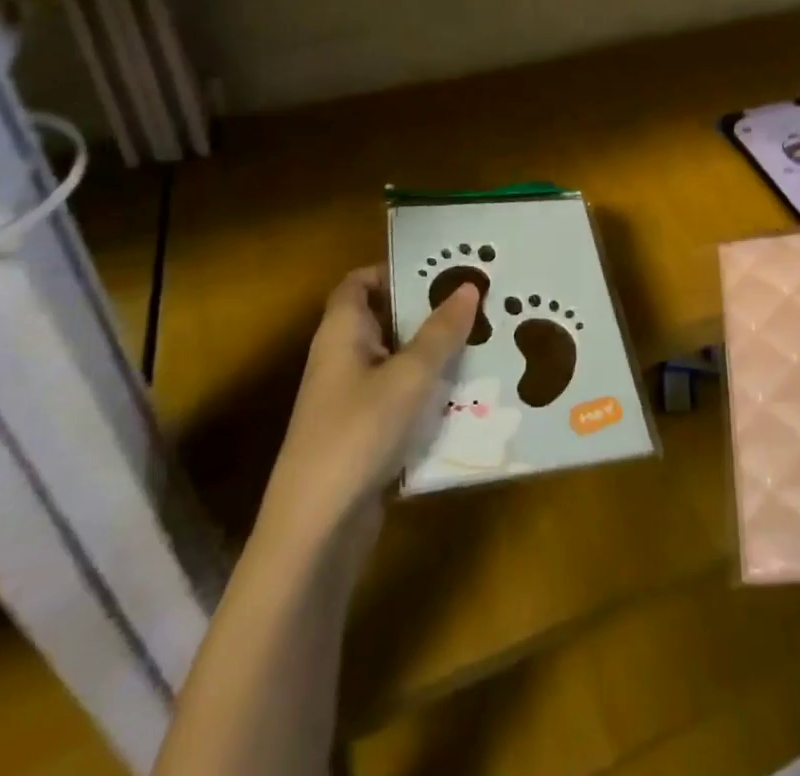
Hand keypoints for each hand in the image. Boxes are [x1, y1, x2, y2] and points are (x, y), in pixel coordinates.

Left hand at [256, 266, 478, 552]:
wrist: (314, 531)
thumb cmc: (357, 434)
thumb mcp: (409, 376)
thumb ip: (440, 331)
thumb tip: (468, 286)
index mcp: (341, 333)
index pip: (359, 283)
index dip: (394, 270)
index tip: (441, 269)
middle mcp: (342, 359)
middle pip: (385, 320)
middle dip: (429, 311)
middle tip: (477, 301)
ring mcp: (351, 401)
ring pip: (398, 362)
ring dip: (435, 353)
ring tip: (485, 340)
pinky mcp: (364, 435)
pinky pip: (401, 399)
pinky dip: (429, 393)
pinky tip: (469, 394)